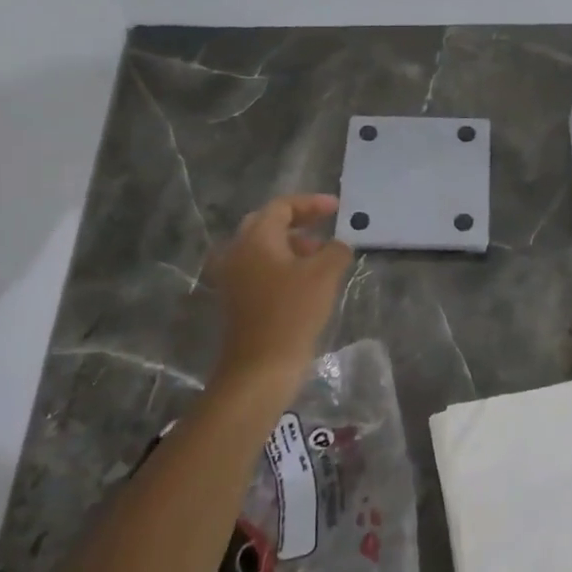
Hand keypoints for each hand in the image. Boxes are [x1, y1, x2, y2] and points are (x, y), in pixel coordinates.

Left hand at [207, 194, 352, 393]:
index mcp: (255, 239)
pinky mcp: (236, 299)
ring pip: (263, 247)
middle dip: (299, 221)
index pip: (282, 207)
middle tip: (326, 224)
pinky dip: (282, 264)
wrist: (260, 367)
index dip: (311, 203)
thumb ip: (336, 250)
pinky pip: (260, 268)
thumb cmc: (292, 313)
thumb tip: (338, 244)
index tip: (337, 208)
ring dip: (292, 244)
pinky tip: (305, 280)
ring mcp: (233, 277)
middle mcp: (237, 252)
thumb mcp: (324, 275)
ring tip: (321, 254)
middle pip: (267, 223)